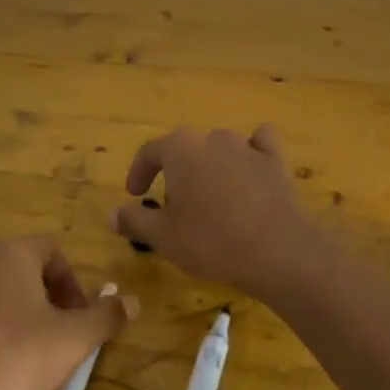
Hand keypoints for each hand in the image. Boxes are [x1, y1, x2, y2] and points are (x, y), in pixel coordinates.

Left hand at [0, 237, 135, 389]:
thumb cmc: (13, 359)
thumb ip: (105, 317)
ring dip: (11, 315)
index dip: (71, 282)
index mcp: (10, 255)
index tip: (77, 318)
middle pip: (20, 270)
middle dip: (43, 299)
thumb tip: (133, 301)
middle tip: (55, 337)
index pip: (51, 250)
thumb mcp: (72, 341)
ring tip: (21, 356)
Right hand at [113, 125, 337, 302]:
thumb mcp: (163, 237)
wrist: (277, 250)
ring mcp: (247, 147)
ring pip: (220, 147)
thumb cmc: (211, 241)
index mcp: (180, 149)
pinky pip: (260, 145)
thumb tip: (112, 213)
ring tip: (209, 197)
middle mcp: (212, 139)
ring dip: (210, 165)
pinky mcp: (275, 161)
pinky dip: (252, 153)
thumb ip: (134, 220)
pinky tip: (250, 170)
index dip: (139, 171)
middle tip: (173, 204)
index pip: (150, 150)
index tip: (135, 194)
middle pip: (186, 148)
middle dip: (175, 171)